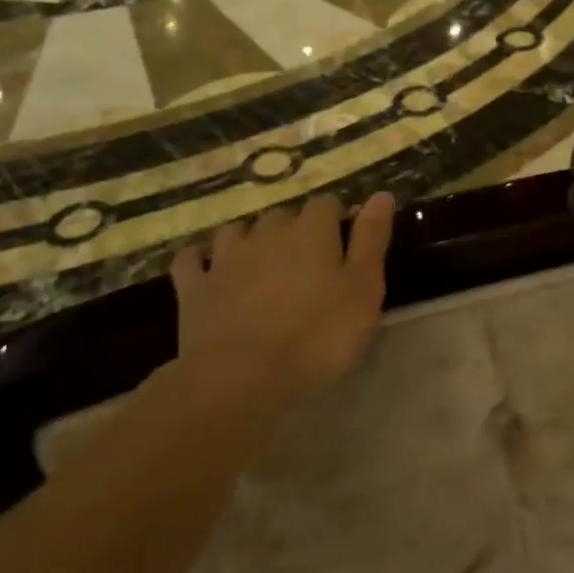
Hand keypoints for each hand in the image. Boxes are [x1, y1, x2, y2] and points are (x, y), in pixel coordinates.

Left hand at [169, 191, 395, 410]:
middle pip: (283, 215)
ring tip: (261, 261)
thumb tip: (381, 194)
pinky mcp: (194, 288)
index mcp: (312, 231)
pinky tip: (208, 268)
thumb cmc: (317, 337)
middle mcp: (267, 233)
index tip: (344, 244)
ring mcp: (225, 258)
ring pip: (238, 230)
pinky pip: (192, 259)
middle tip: (308, 262)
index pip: (327, 205)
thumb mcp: (363, 290)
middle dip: (295, 229)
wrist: (240, 379)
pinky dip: (200, 259)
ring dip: (250, 238)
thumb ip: (372, 239)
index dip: (337, 220)